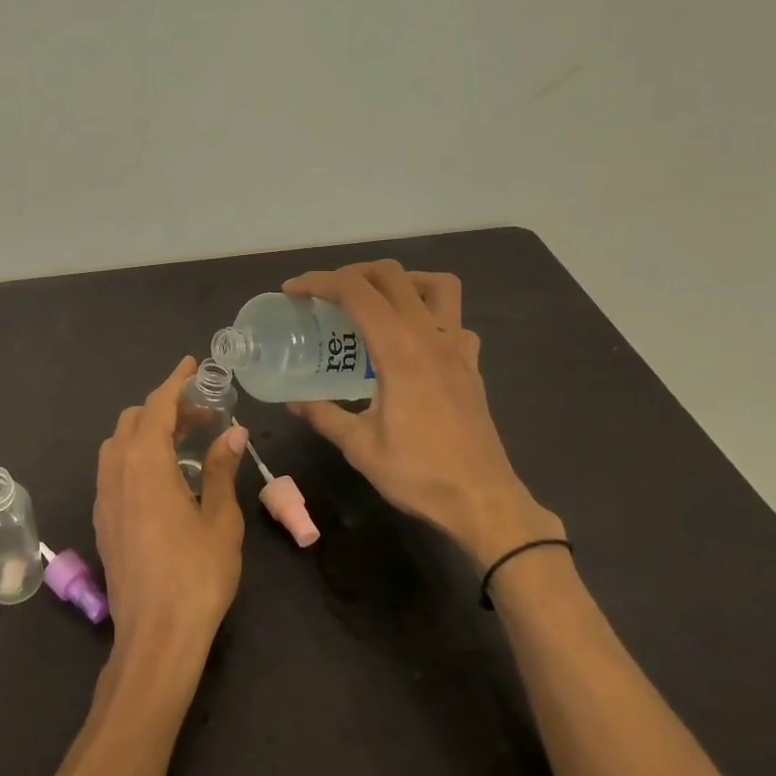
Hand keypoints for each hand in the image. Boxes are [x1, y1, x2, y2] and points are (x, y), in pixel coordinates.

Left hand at [93, 356, 249, 666]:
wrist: (155, 636)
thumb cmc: (196, 575)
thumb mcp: (219, 519)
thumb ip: (220, 469)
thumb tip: (233, 433)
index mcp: (145, 464)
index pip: (157, 406)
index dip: (175, 381)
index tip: (191, 365)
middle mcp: (116, 472)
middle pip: (134, 420)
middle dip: (166, 408)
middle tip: (204, 417)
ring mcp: (104, 496)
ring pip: (118, 444)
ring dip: (148, 431)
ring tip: (185, 444)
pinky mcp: (102, 519)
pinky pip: (113, 469)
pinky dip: (136, 455)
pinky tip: (164, 477)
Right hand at [282, 261, 559, 569]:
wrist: (483, 502)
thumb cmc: (418, 474)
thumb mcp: (359, 446)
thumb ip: (324, 414)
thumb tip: (293, 400)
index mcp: (399, 349)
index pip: (356, 291)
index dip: (319, 282)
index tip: (292, 291)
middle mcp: (430, 336)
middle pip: (392, 276)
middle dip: (352, 273)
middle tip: (325, 296)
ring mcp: (457, 348)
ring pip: (437, 286)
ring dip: (402, 281)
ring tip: (375, 301)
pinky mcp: (471, 366)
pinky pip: (454, 321)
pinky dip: (430, 315)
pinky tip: (412, 341)